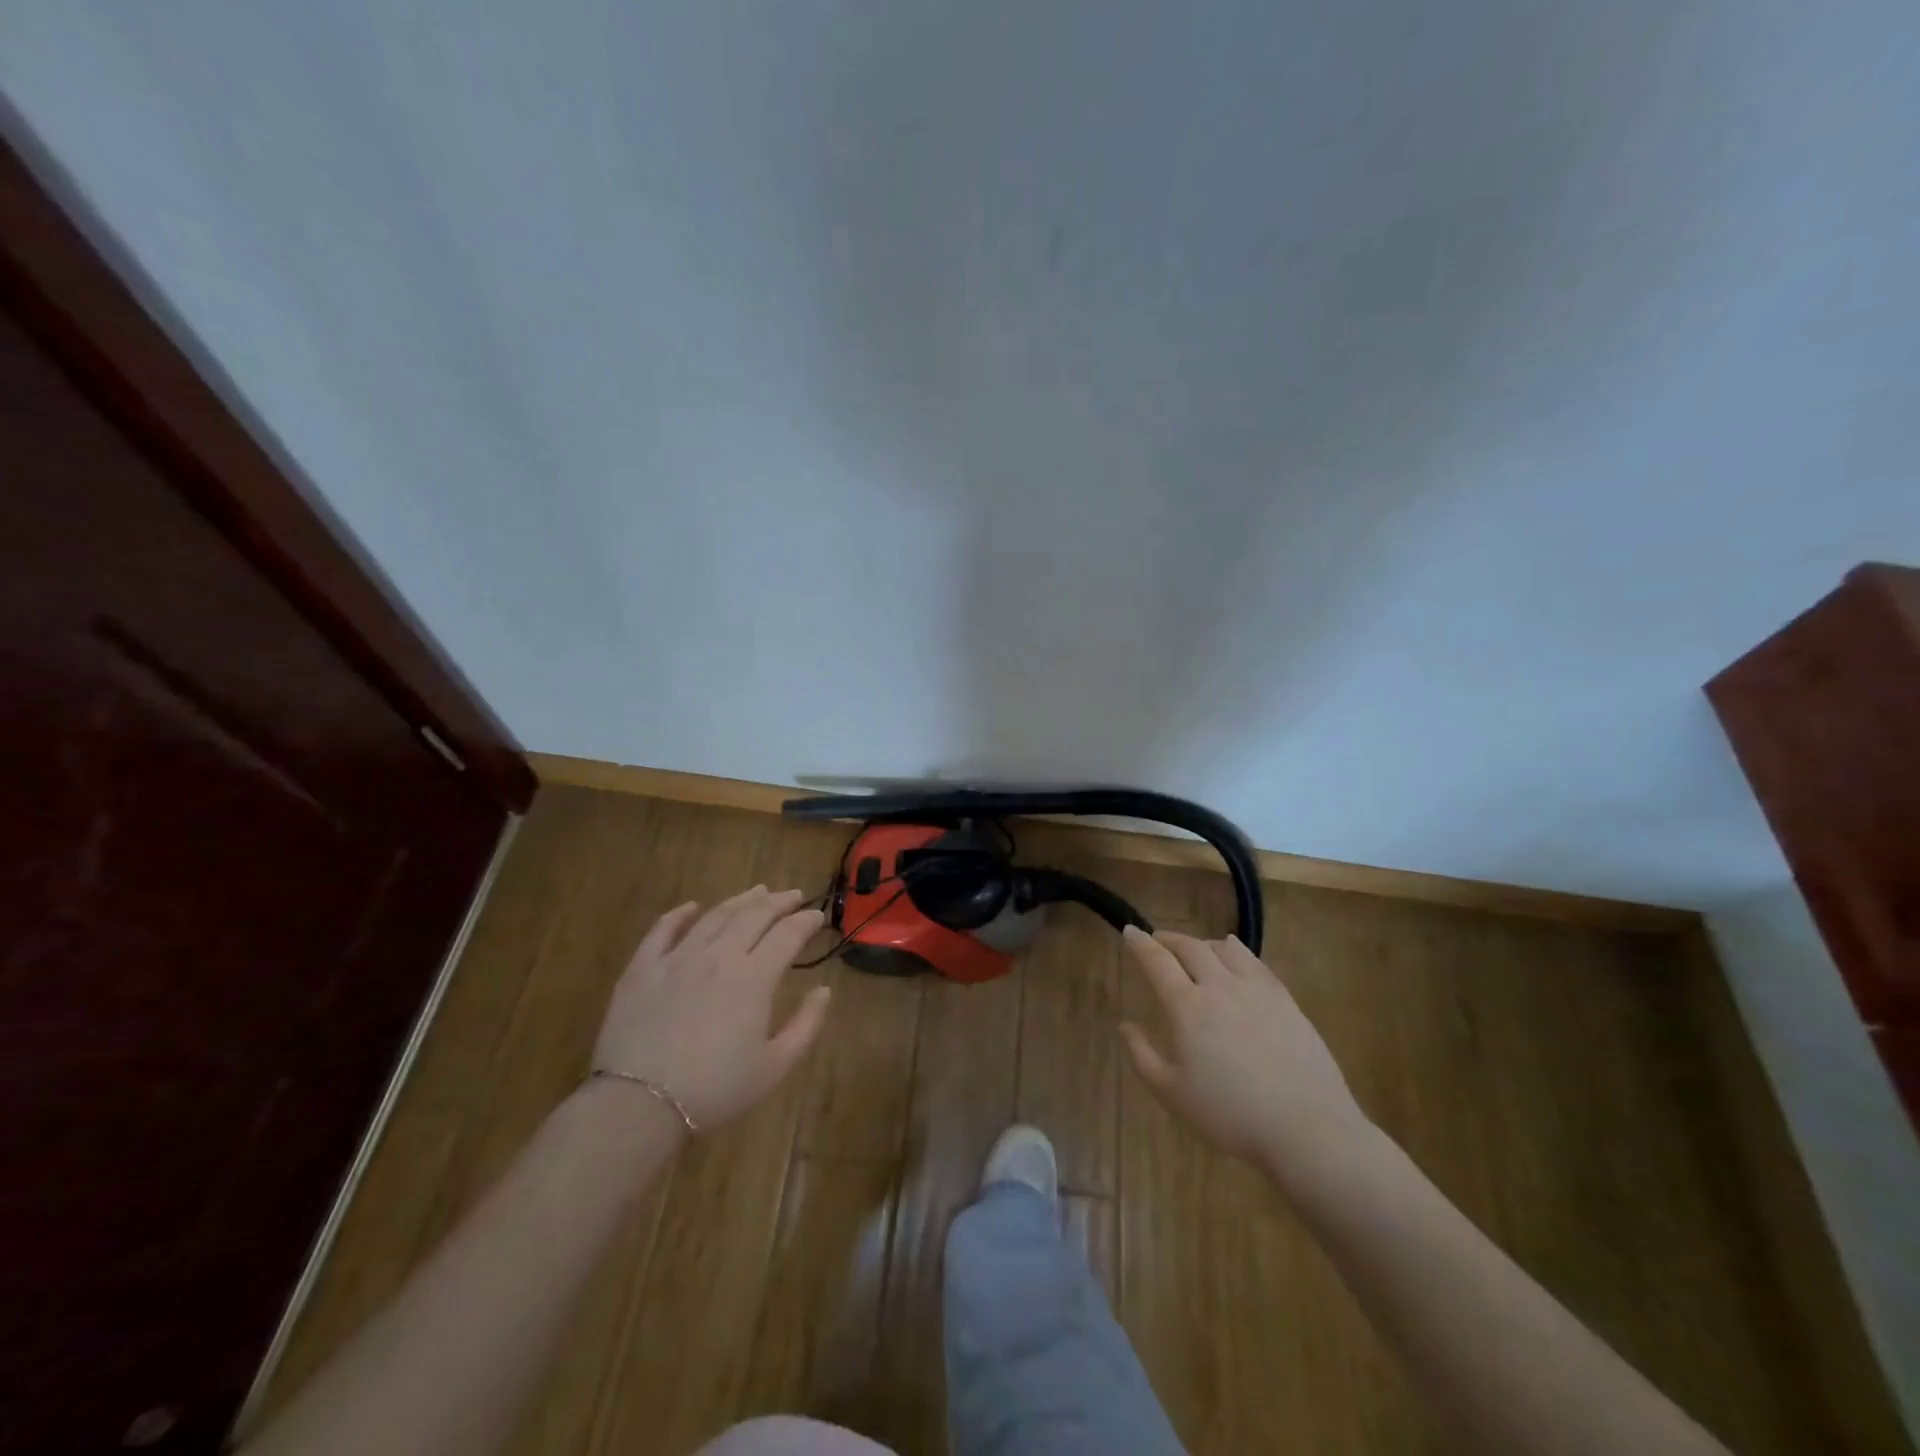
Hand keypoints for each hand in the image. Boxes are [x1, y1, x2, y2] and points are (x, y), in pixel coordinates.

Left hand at [592, 886, 831, 1129]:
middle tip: (792, 895)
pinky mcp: (643, 968)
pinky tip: (692, 907)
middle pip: (754, 915)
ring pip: (714, 915)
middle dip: (778, 901)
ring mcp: (678, 957)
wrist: (639, 1103)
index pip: (788, 934)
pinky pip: (663, 929)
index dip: (806, 921)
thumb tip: (823, 990)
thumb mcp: (774, 1066)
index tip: (818, 916)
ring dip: (740, 900)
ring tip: (756, 892)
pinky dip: (680, 914)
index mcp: (754, 977)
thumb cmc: (715, 1088)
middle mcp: (718, 955)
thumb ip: (806, 1025)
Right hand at [1120, 928, 1371, 1185]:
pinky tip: (1234, 953)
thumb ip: (1142, 1056)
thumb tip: (1125, 1025)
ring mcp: (1256, 989)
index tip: (1130, 931)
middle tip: (1157, 941)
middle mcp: (1220, 987)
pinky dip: (1235, 949)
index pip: (1157, 961)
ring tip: (1194, 951)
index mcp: (1188, 1007)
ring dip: (1201, 943)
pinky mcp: (1284, 998)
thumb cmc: (1230, 1114)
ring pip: (1223, 948)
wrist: (1306, 1128)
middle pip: (1190, 947)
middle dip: (1168, 939)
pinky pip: (1254, 961)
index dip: (1140, 943)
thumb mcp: (1172, 1094)